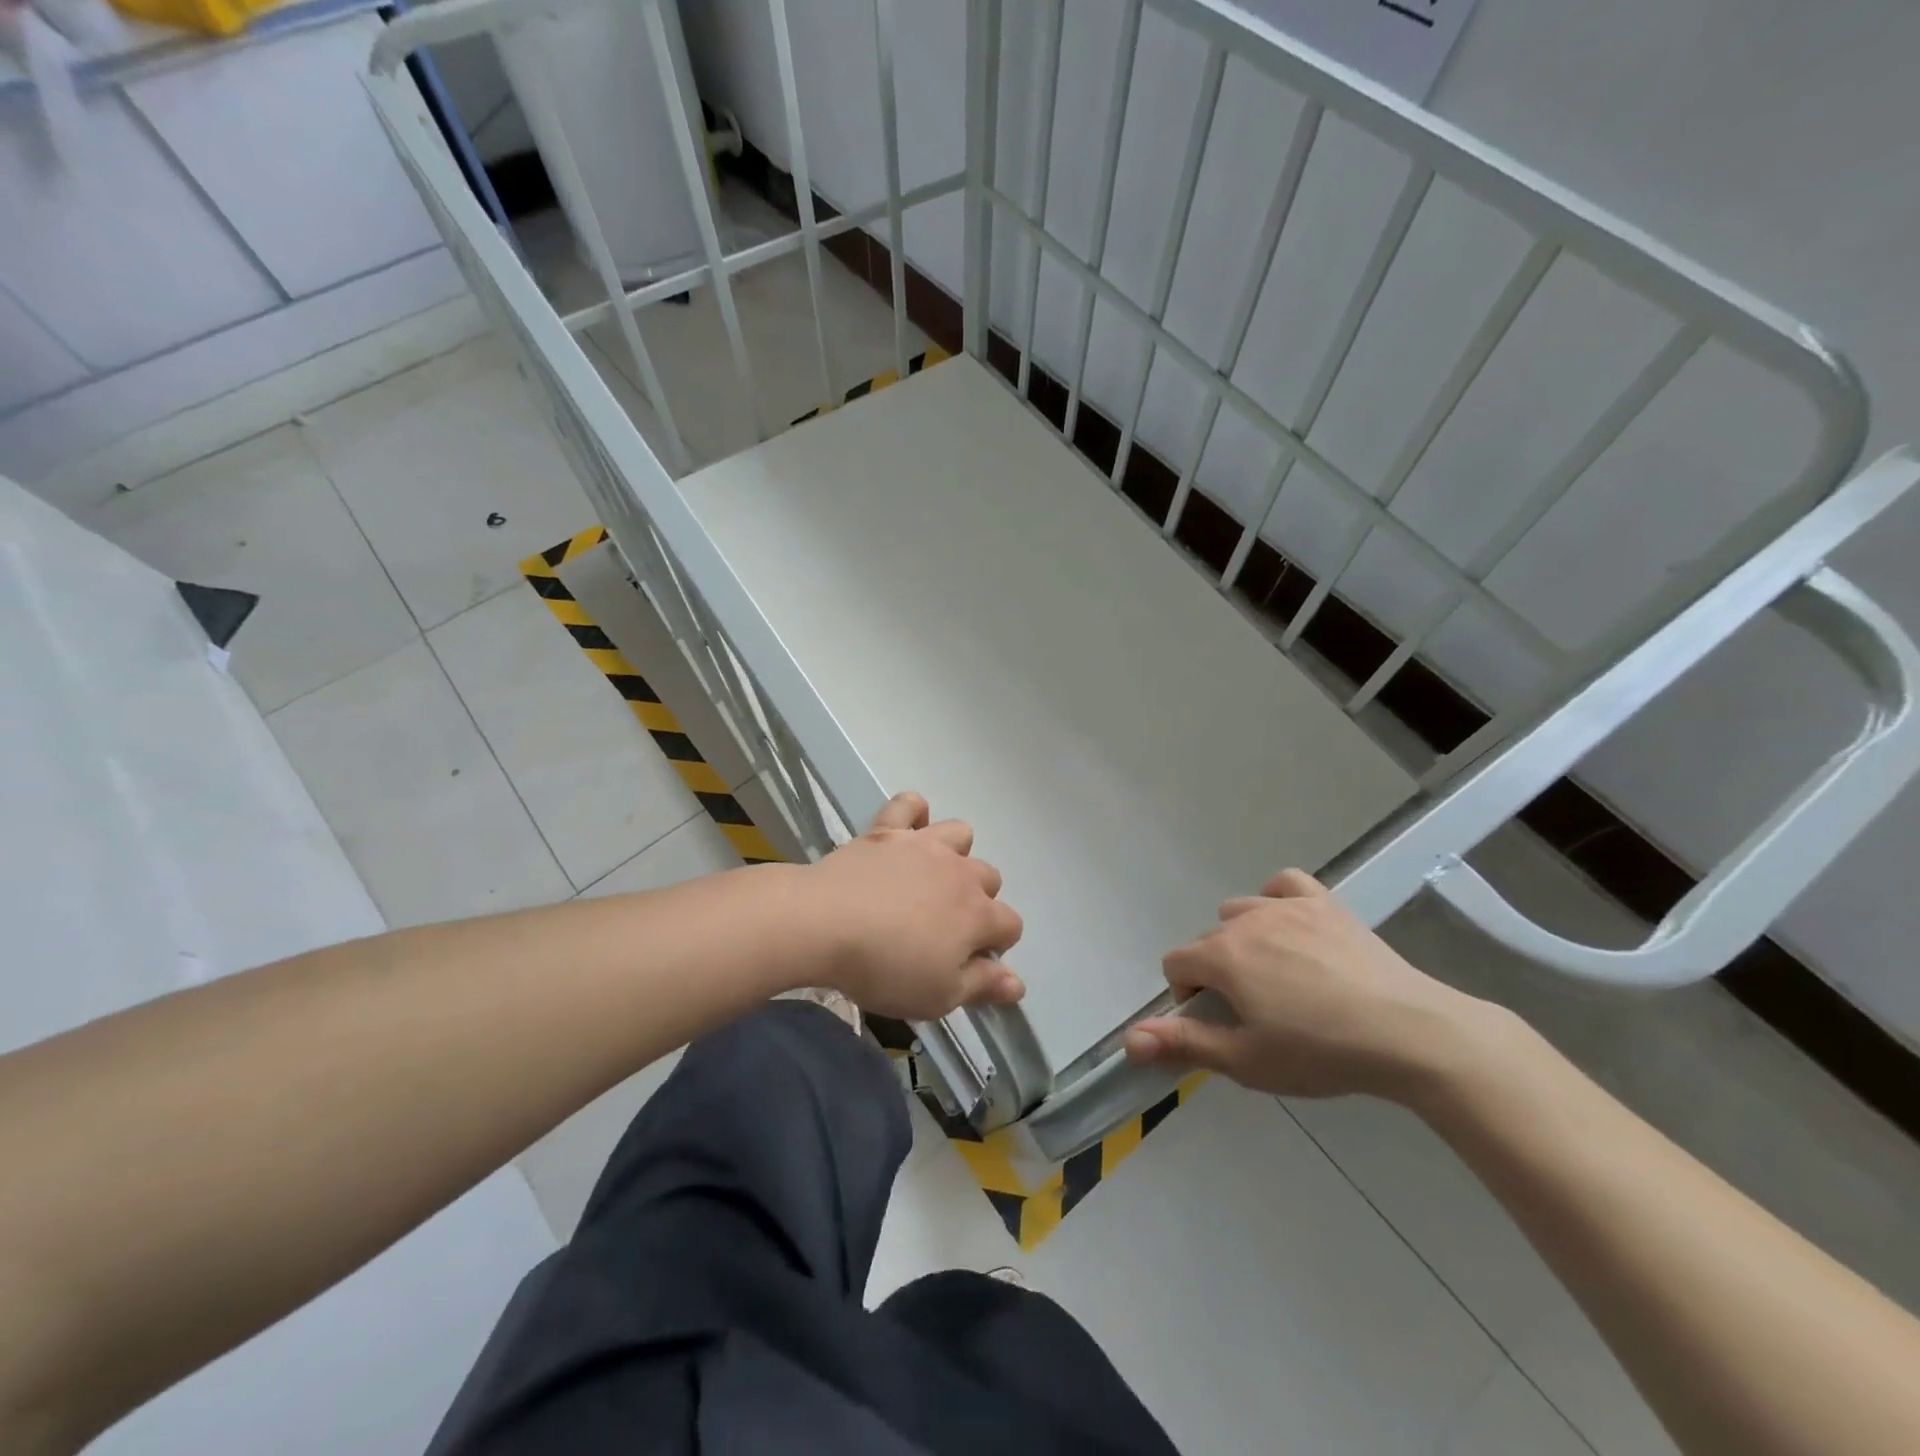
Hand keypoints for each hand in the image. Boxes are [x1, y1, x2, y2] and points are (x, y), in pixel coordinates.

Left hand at [802, 792, 1024, 1020]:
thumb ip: (982, 985)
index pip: (1011, 925)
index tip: (970, 963)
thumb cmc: (885, 968)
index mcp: (978, 915)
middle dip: (978, 901)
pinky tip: (905, 832)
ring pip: (961, 834)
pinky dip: (914, 813)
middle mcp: (960, 872)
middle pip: (990, 878)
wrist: (825, 923)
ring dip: (955, 854)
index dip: (997, 946)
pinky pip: (910, 804)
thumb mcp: (939, 996)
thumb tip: (1017, 984)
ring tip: (929, 878)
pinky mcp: (888, 830)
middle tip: (944, 927)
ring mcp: (924, 845)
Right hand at [1123, 870, 1491, 1100]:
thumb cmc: (1320, 1052)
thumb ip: (1183, 1044)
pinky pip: (1284, 884)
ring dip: (1243, 939)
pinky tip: (1290, 925)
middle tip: (1255, 1012)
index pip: (1175, 964)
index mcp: (1221, 956)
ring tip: (1276, 976)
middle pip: (1208, 940)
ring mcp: (1287, 906)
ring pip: (1240, 911)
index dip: (1187, 996)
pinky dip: (1277, 900)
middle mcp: (1246, 920)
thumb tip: (1128, 1040)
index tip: (1220, 1025)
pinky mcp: (1325, 903)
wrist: (1408, 1032)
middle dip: (1217, 973)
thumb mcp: (1246, 1060)